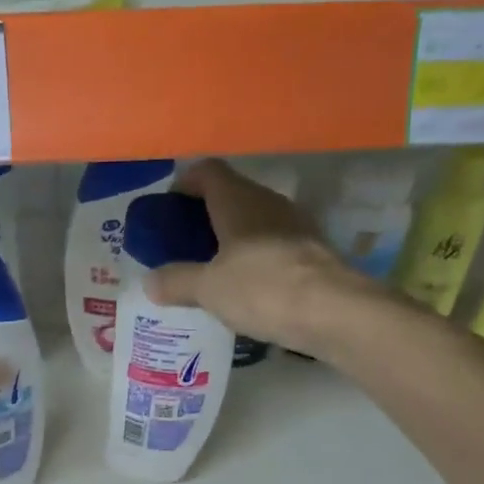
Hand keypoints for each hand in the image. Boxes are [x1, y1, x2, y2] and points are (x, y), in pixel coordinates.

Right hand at [145, 159, 379, 356]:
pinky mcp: (312, 252)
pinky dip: (255, 258)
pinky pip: (273, 245)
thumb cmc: (261, 288)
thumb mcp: (207, 288)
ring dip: (232, 238)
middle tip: (184, 245)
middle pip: (232, 195)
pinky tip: (245, 287)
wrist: (333, 312)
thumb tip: (150, 282)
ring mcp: (296, 226)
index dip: (185, 184)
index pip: (207, 171)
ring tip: (211, 269)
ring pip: (255, 221)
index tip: (168, 208)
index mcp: (238, 200)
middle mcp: (268, 203)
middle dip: (205, 215)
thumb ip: (176, 281)